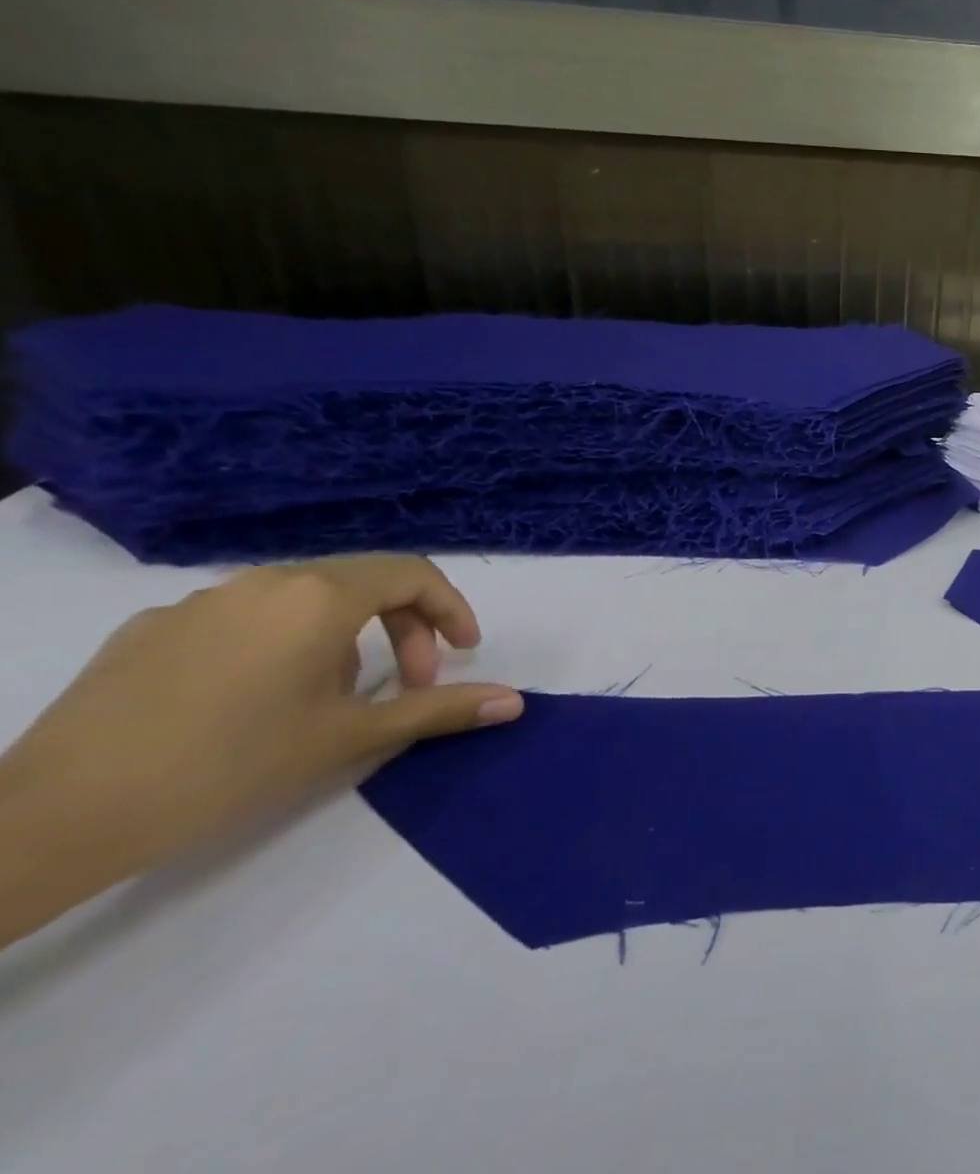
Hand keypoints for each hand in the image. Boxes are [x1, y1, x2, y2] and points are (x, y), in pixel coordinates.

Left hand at [0, 555, 521, 946]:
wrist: (52, 817)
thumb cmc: (229, 766)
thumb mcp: (350, 736)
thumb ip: (439, 709)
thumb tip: (515, 702)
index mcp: (320, 595)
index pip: (414, 575)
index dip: (451, 609)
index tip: (464, 653)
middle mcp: (266, 580)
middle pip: (364, 582)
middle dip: (403, 628)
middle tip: (410, 684)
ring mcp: (202, 600)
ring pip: (304, 600)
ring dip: (345, 638)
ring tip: (333, 699)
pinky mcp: (151, 628)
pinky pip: (245, 618)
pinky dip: (281, 643)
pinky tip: (255, 700)